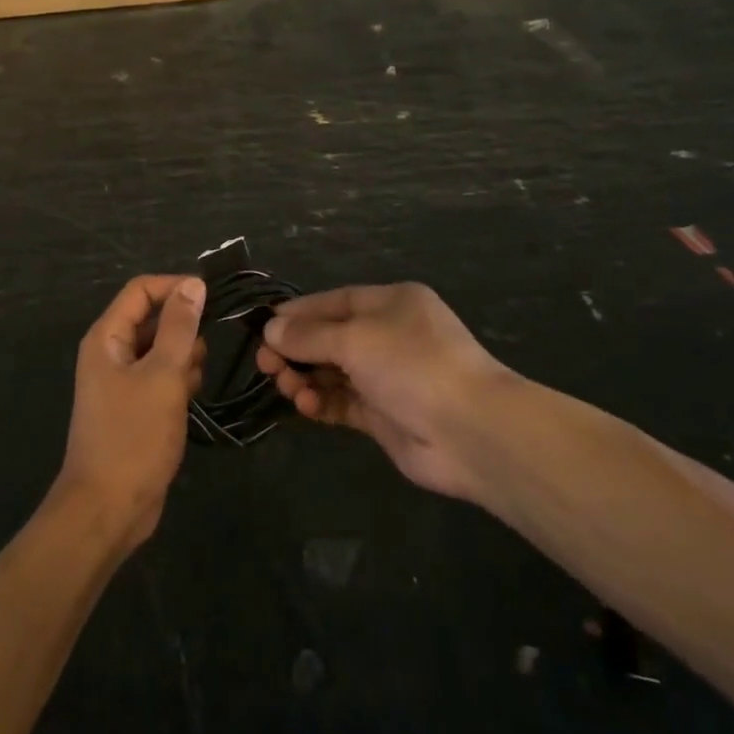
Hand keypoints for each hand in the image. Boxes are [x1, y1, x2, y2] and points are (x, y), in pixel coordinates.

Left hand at [56, 275, 205, 551]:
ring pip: (160, 348)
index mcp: (107, 337)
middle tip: (204, 351)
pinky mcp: (134, 406)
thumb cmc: (134, 437)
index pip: (141, 290)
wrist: (108, 509)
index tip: (213, 299)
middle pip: (152, 318)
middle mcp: (110, 352)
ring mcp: (121, 381)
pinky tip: (191, 397)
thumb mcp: (163, 376)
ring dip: (183, 357)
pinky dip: (178, 380)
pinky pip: (161, 376)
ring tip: (194, 380)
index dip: (175, 288)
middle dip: (183, 328)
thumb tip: (193, 285)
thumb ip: (179, 327)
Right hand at [257, 283, 510, 499]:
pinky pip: (342, 402)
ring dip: (305, 378)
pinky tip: (305, 406)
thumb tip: (270, 330)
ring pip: (332, 372)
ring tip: (287, 388)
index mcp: (391, 303)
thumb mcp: (355, 339)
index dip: (297, 313)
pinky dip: (321, 402)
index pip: (333, 301)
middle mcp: (389, 335)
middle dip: (296, 350)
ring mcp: (388, 377)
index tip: (263, 327)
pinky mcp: (385, 415)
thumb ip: (309, 335)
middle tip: (265, 365)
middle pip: (329, 337)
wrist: (470, 431)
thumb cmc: (413, 365)